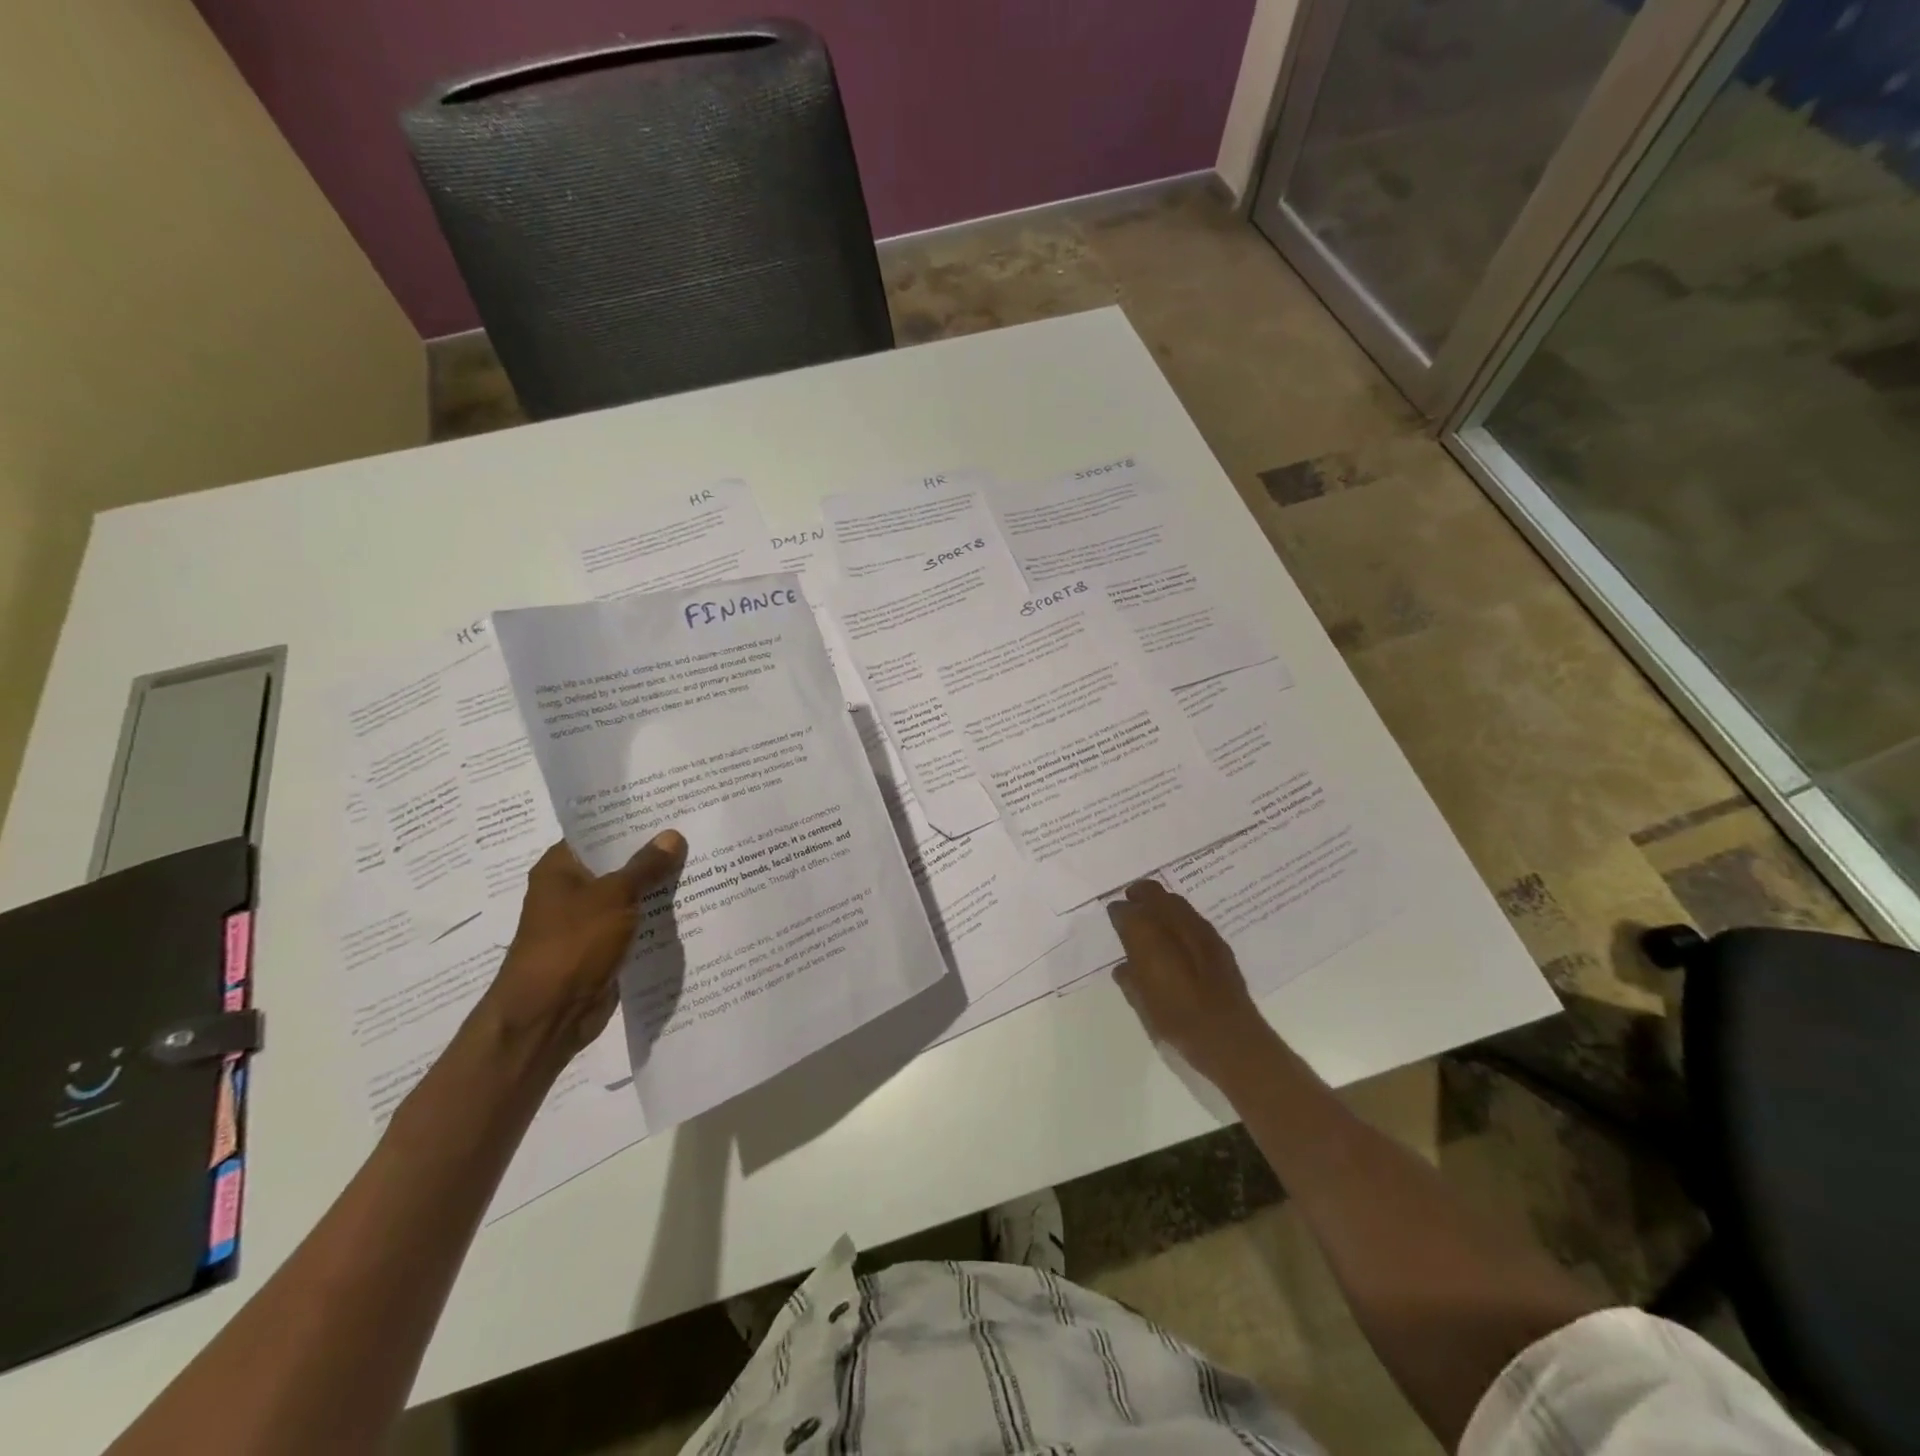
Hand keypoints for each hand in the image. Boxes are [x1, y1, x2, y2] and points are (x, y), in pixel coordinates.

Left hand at [484, 832, 686, 1059]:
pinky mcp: (605, 947)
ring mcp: (589, 921)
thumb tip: (673, 835)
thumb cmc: (572, 945)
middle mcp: (572, 890)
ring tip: (705, 862)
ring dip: (660, 886)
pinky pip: (637, 923)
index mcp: (561, 868)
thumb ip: (645, 866)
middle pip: (619, 862)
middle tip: (697, 831)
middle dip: (655, 852)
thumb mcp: (613, 897)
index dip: (633, 819)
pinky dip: (658, 917)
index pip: (599, 831)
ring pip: (632, 894)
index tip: (670, 805)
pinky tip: (694, 904)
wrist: (548, 1016)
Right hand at [1109, 879, 1267, 1082]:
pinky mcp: (1218, 940)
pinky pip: (1193, 918)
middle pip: (1151, 890)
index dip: (1117, 912)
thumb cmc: (1174, 1017)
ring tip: (1155, 922)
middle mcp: (1171, 920)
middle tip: (1131, 904)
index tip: (1114, 919)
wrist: (1227, 1033)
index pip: (1124, 909)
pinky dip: (1182, 920)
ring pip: (1175, 900)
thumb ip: (1129, 977)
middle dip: (1139, 894)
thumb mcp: (1140, 1001)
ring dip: (1162, 904)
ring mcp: (1198, 927)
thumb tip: (1125, 967)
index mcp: (1145, 932)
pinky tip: (1180, 940)